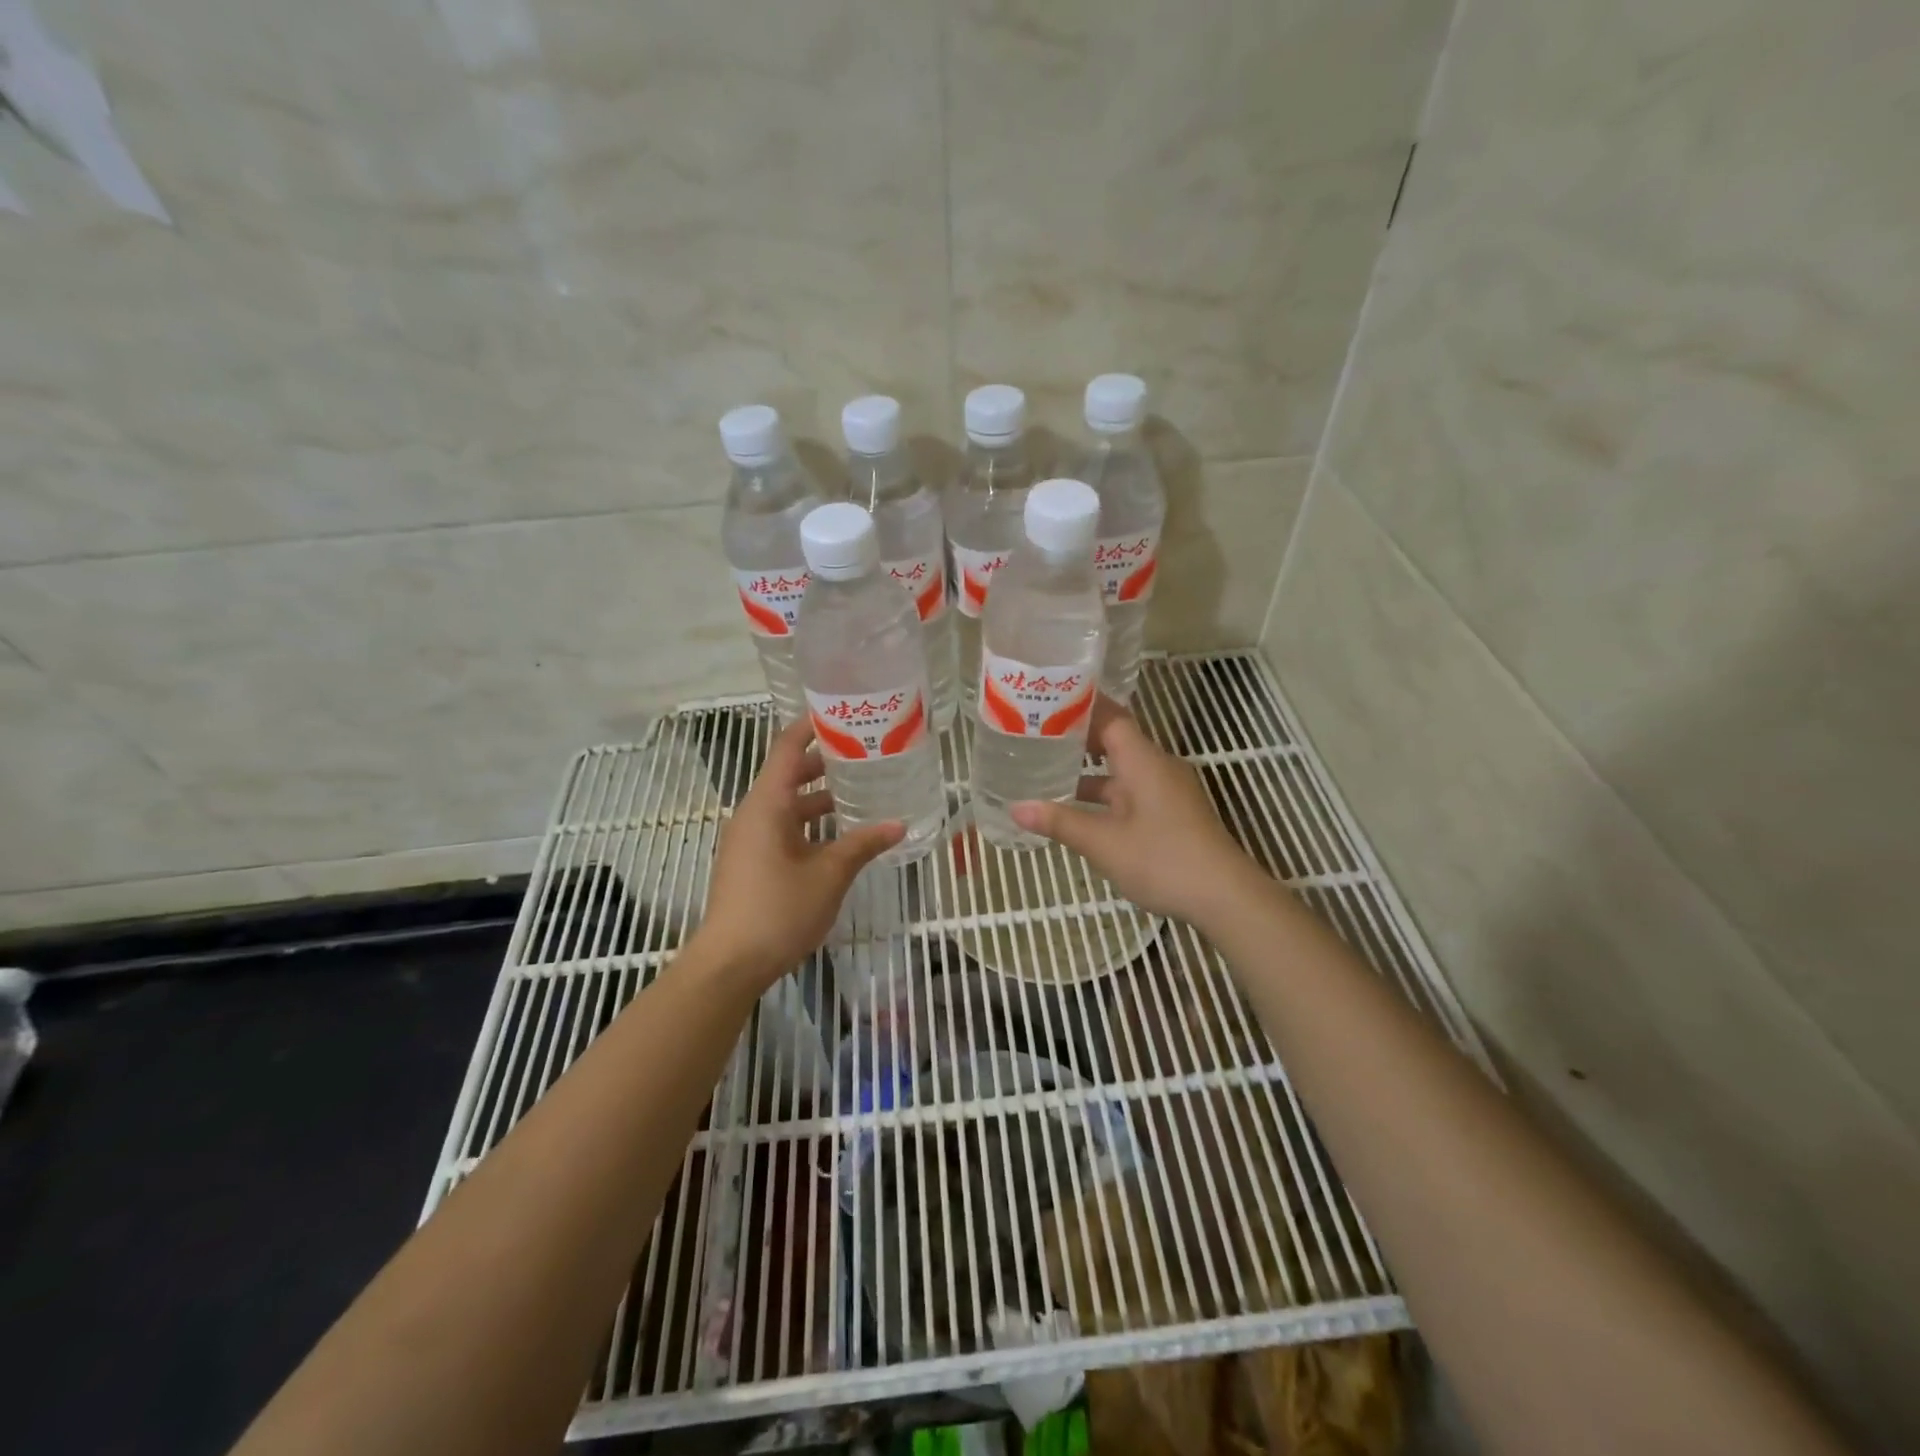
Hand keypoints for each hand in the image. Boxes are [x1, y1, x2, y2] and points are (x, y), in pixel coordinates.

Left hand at [692, 719, 904, 988]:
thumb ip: (864, 844)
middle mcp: (755, 814)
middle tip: (866, 752)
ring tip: (861, 791)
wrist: (730, 963)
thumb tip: (900, 824)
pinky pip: (784, 828)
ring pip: (789, 805)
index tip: (843, 714)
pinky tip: (841, 835)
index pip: (787, 748)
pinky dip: (811, 823)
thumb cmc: (779, 909)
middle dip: (826, 762)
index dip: (812, 726)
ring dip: (820, 797)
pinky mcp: (752, 862)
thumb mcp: (829, 874)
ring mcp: (751, 839)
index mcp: (767, 804)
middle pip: (789, 774)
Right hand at [1011, 698, 1255, 924]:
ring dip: (1091, 770)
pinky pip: (1133, 790)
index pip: (1110, 717)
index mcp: (1143, 761)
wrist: (1224, 896)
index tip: (1047, 701)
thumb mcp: (1103, 843)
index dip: (1080, 706)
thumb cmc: (1162, 860)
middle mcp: (1158, 766)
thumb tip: (1016, 808)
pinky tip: (1081, 809)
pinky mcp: (1173, 812)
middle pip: (1116, 739)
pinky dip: (1107, 793)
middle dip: (1078, 737)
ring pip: (1124, 769)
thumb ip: (1060, 822)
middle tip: (1037, 735)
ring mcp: (1169, 790)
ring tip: (1049, 770)